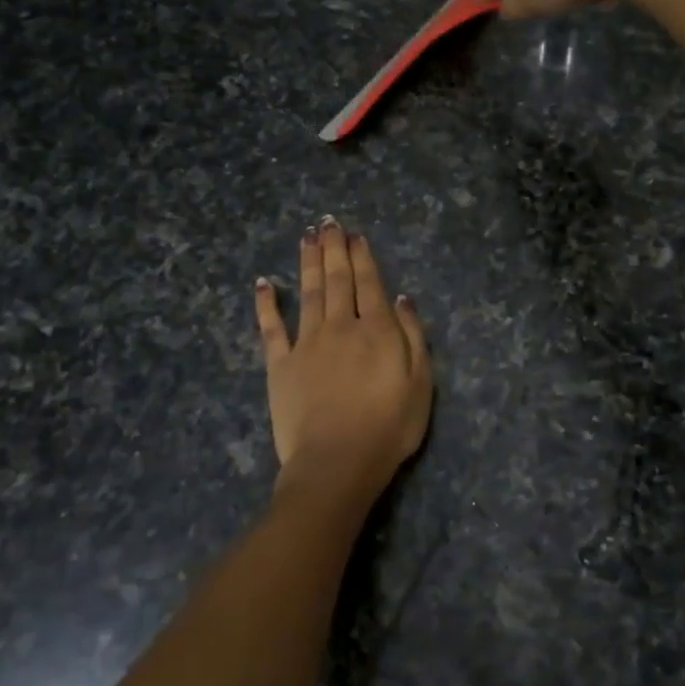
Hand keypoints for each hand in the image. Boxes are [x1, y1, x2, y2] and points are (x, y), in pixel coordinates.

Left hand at [254, 219, 432, 506]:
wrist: (337, 463)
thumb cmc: (388, 427)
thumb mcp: (420, 384)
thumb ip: (414, 337)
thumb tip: (402, 299)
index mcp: (376, 330)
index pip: (369, 284)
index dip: (362, 257)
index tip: (355, 235)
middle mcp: (340, 326)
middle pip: (337, 280)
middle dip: (334, 249)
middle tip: (329, 222)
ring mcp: (307, 343)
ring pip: (307, 292)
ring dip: (307, 262)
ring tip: (307, 236)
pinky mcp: (280, 365)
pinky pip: (271, 328)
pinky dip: (266, 304)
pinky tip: (263, 283)